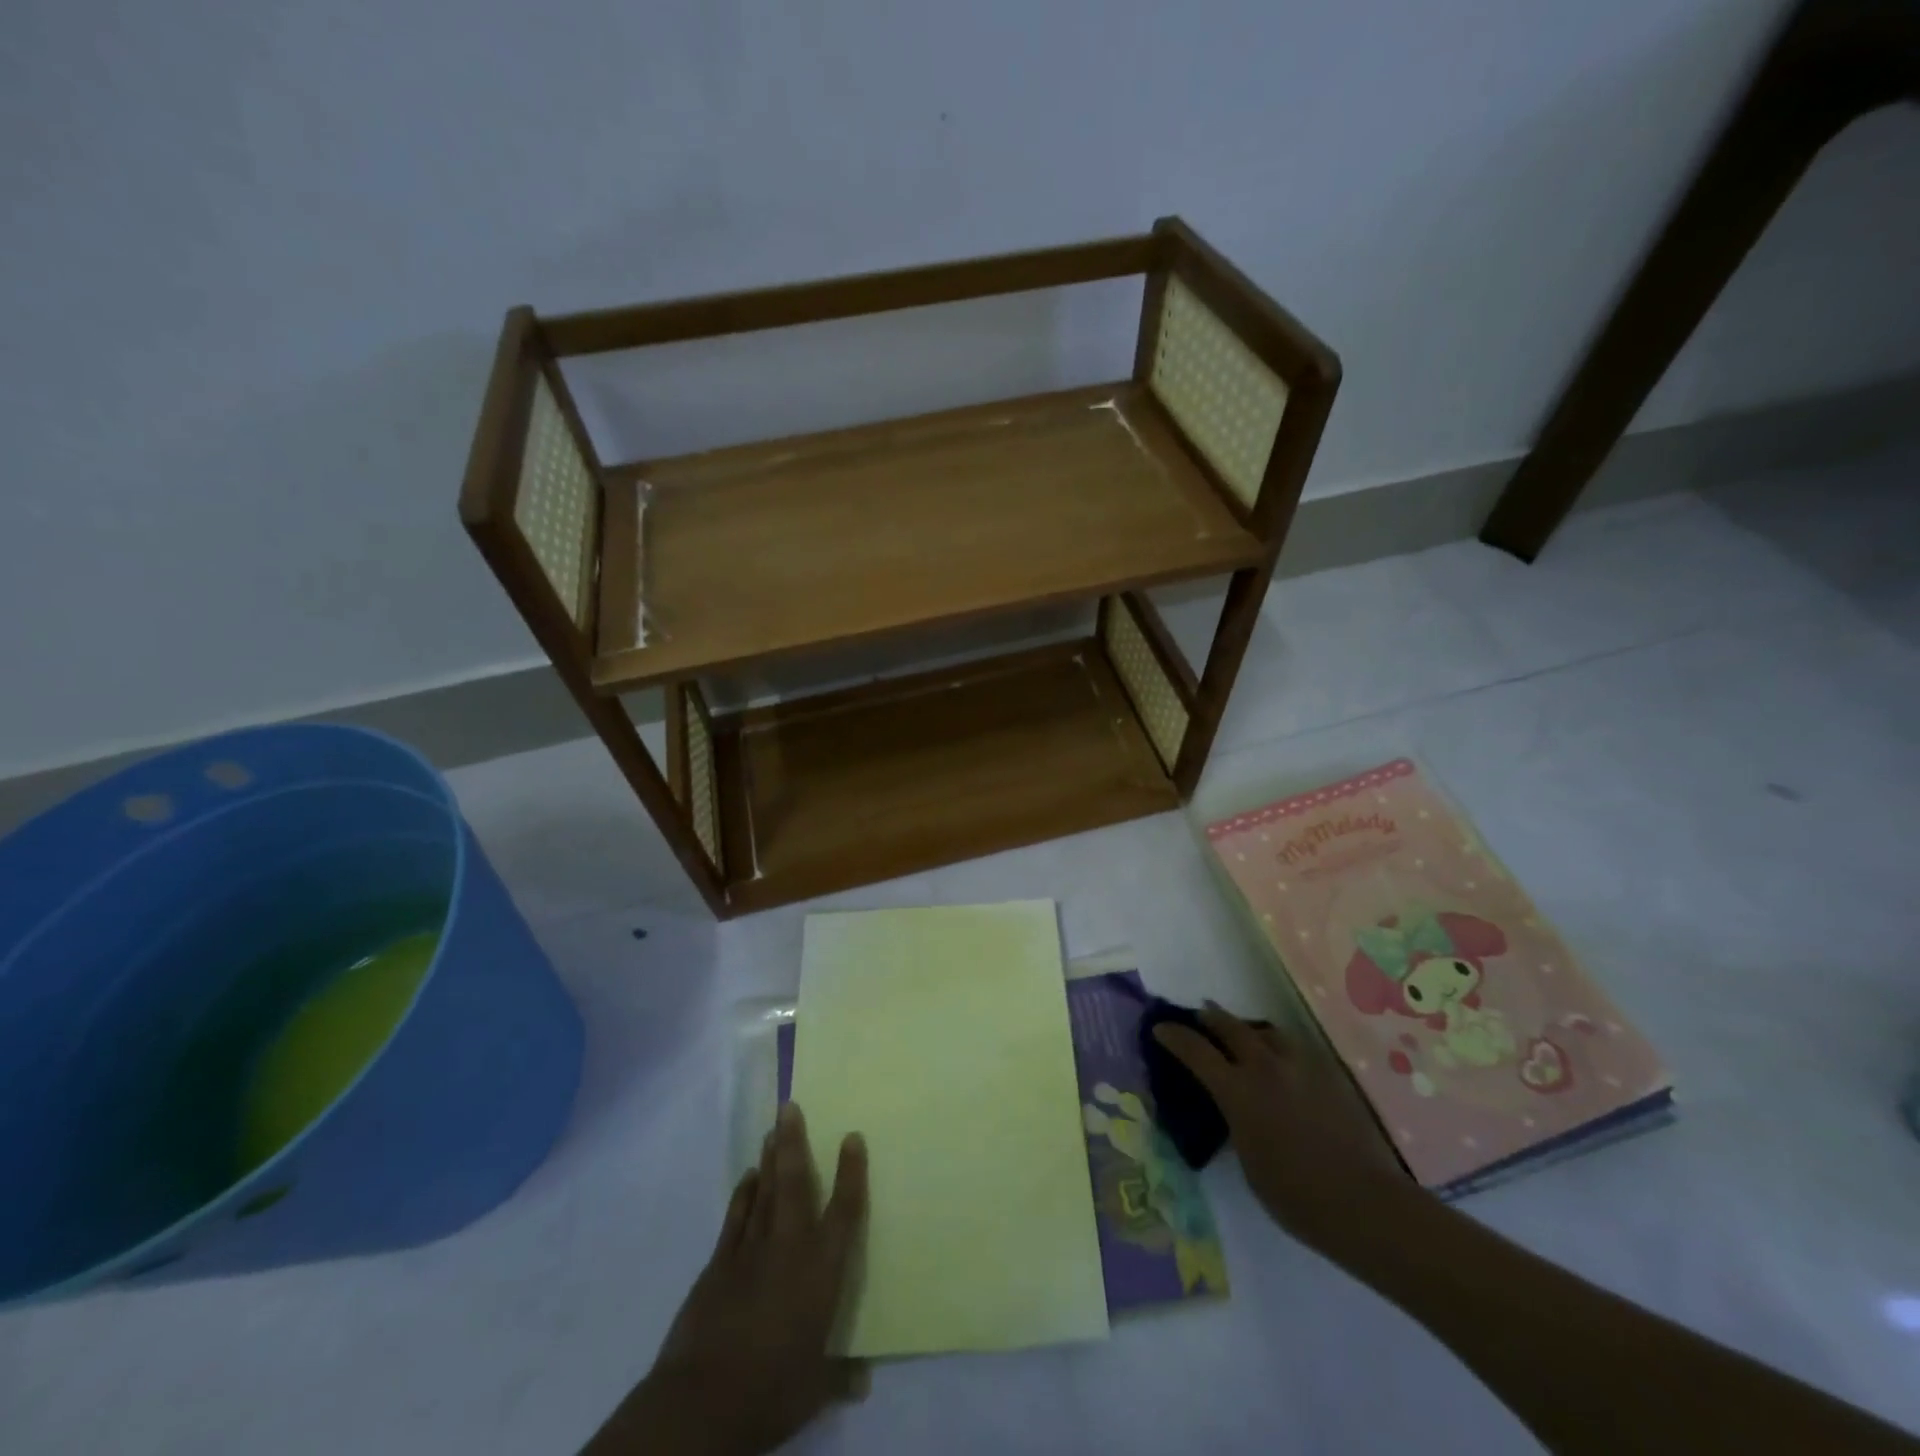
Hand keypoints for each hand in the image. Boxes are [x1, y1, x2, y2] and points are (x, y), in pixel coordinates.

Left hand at [587, 1104, 868, 1455]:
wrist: (702, 1401)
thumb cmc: (771, 1391)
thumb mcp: (814, 1390)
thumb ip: (840, 1376)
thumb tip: (864, 1378)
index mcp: (820, 1271)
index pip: (843, 1211)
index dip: (850, 1173)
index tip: (852, 1137)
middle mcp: (788, 1248)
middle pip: (794, 1184)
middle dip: (794, 1144)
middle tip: (790, 1107)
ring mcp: (750, 1251)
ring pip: (763, 1192)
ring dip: (769, 1160)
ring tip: (773, 1130)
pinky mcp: (718, 1264)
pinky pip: (735, 1218)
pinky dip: (742, 1194)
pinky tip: (747, 1177)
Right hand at [1153, 1005, 1414, 1249]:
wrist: (1366, 1204)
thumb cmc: (1295, 1196)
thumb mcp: (1247, 1161)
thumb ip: (1236, 1122)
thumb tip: (1236, 1107)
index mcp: (1237, 1090)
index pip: (1195, 1050)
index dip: (1174, 1035)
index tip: (1160, 1027)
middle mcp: (1265, 1067)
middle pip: (1230, 1027)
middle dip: (1210, 1019)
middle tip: (1200, 1016)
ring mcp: (1301, 1066)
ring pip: (1267, 1032)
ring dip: (1249, 1030)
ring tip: (1245, 1036)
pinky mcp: (1329, 1074)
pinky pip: (1295, 1049)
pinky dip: (1279, 1048)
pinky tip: (1283, 1063)